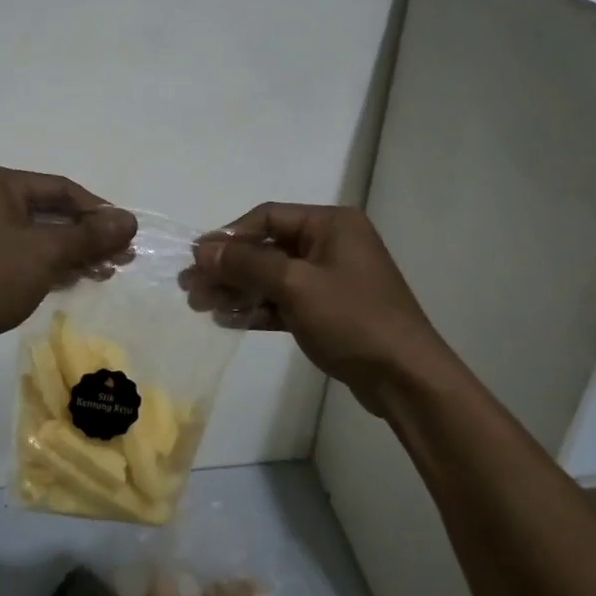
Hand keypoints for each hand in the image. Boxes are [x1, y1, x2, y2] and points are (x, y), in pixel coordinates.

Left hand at [0, 164, 136, 353]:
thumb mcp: (45, 252)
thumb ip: (89, 235)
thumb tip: (131, 220)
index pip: (60, 188)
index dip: (98, 210)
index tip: (127, 234)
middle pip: (49, 212)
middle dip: (87, 236)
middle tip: (122, 257)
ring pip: (36, 236)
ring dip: (72, 253)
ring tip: (106, 272)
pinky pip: (21, 254)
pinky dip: (48, 265)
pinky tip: (74, 280)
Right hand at [189, 204, 452, 414]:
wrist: (405, 378)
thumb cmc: (352, 319)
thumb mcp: (295, 285)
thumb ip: (247, 263)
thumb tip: (202, 248)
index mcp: (331, 224)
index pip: (268, 217)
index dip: (229, 236)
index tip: (197, 257)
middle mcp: (331, 244)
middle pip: (267, 248)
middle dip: (228, 267)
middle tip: (190, 286)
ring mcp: (330, 280)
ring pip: (272, 277)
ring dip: (237, 289)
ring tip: (199, 305)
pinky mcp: (328, 312)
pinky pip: (284, 302)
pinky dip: (257, 309)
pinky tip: (226, 319)